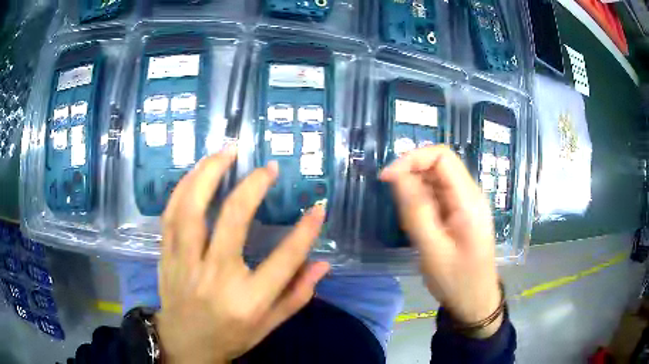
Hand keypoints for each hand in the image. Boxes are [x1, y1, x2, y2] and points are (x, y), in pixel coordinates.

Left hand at [155, 147, 330, 363]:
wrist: (185, 345)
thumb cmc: (231, 336)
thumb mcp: (269, 325)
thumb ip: (297, 295)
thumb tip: (323, 264)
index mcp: (248, 300)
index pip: (284, 260)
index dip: (305, 232)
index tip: (318, 207)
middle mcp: (215, 277)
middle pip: (232, 220)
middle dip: (252, 187)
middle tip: (267, 167)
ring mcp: (185, 264)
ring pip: (192, 209)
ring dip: (208, 175)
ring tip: (226, 152)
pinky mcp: (167, 256)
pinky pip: (170, 216)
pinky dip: (183, 189)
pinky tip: (196, 173)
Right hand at [380, 145, 501, 337]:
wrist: (475, 301)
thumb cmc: (456, 281)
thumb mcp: (432, 250)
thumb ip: (416, 210)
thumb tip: (397, 175)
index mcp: (468, 200)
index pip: (442, 156)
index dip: (412, 159)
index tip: (387, 178)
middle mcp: (470, 195)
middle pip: (439, 165)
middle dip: (411, 175)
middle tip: (395, 202)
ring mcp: (466, 204)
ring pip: (436, 180)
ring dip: (415, 190)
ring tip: (408, 220)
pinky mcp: (460, 213)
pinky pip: (438, 196)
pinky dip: (421, 202)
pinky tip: (417, 225)